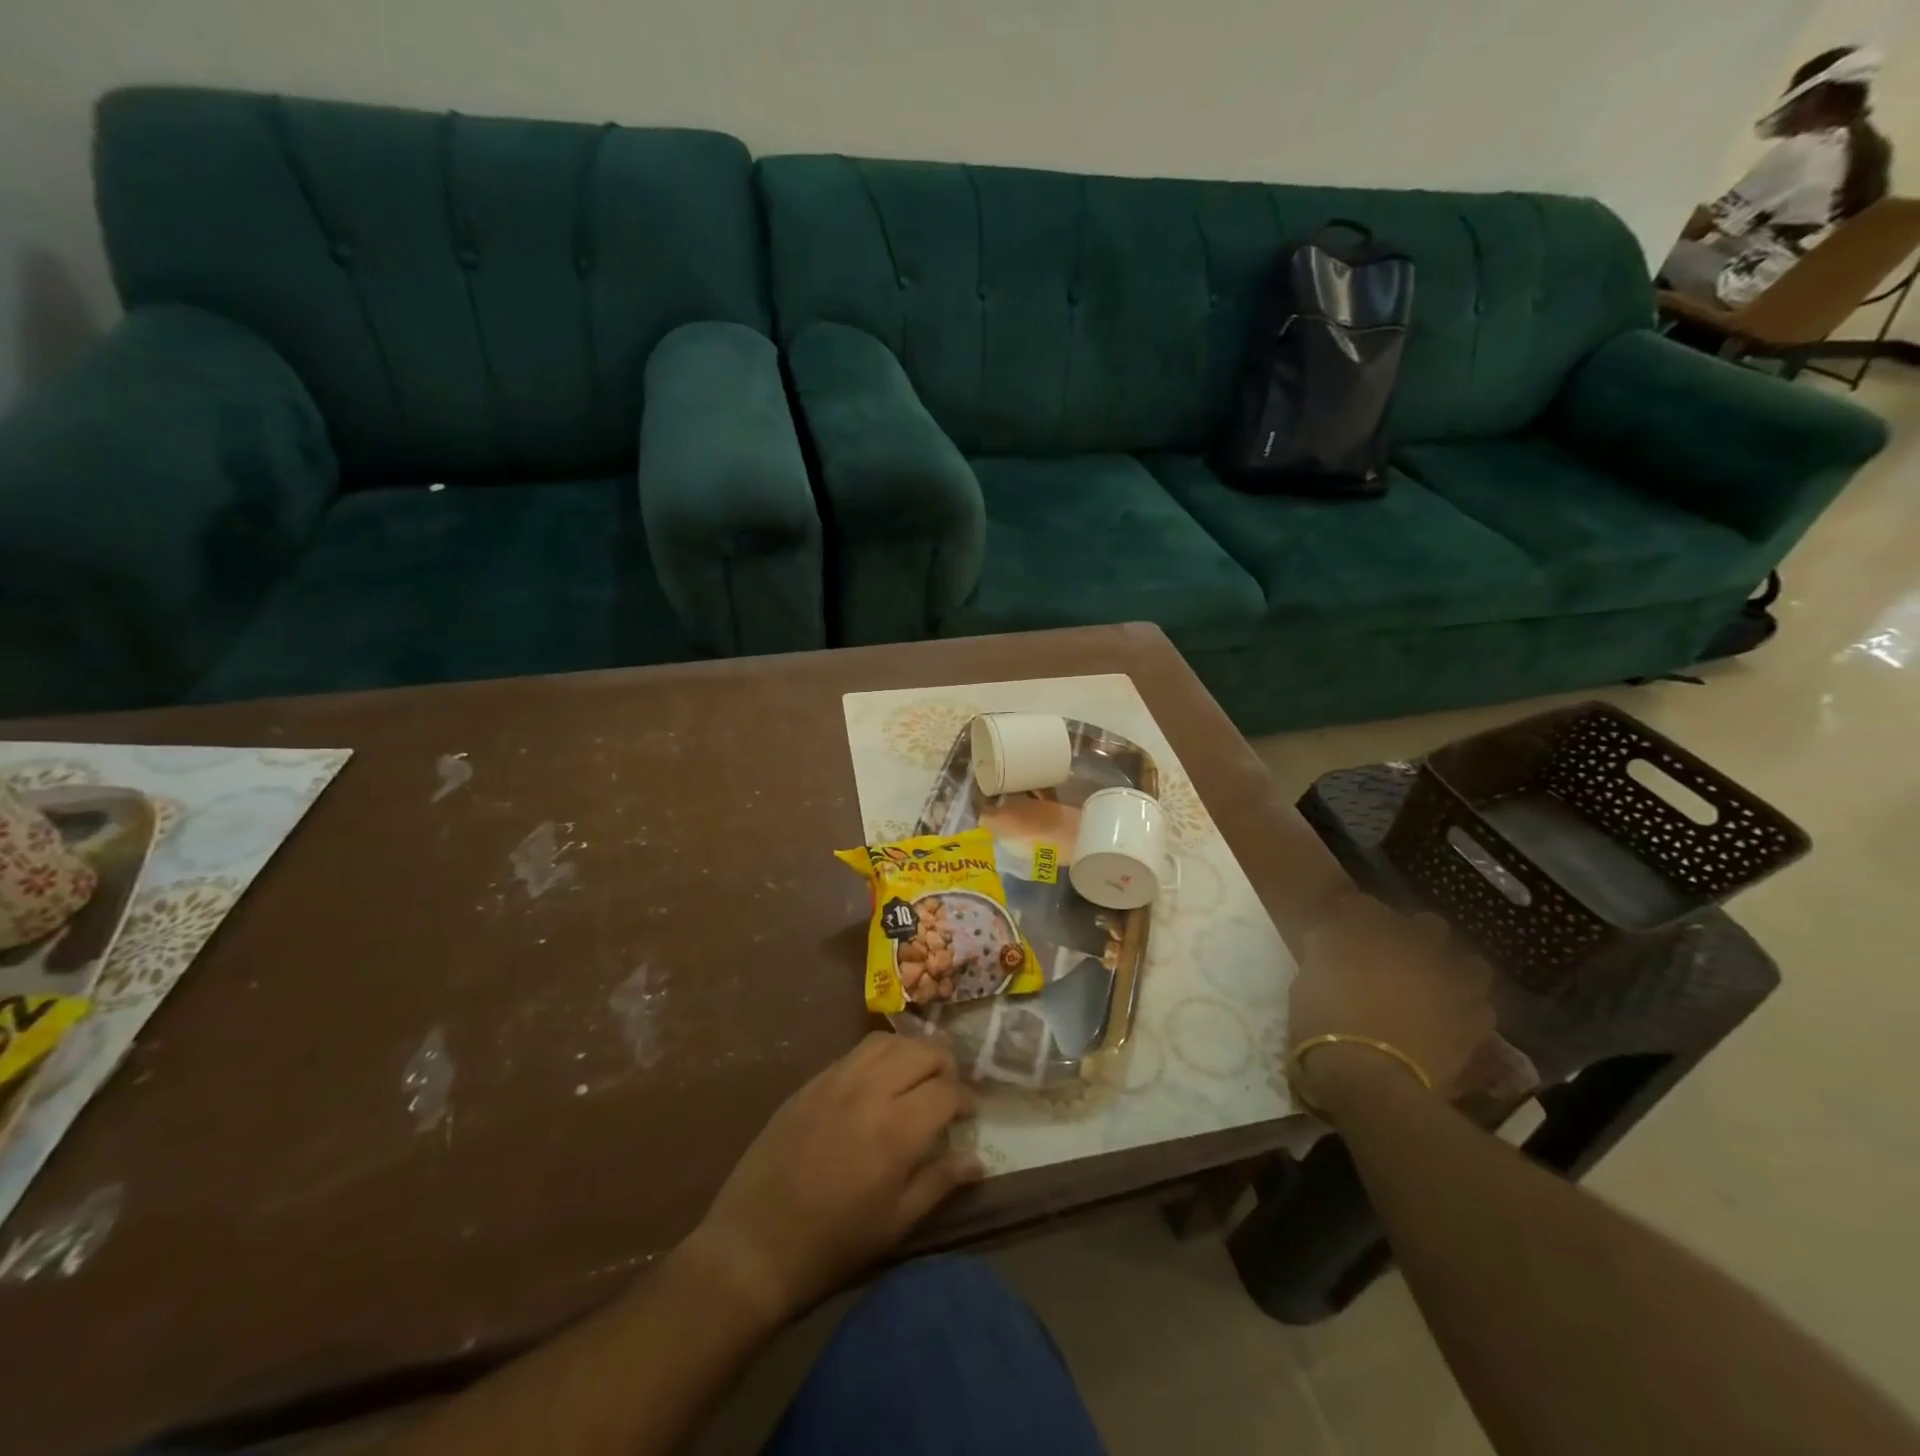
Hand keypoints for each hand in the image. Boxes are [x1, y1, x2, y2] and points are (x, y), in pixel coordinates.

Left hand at [686, 1033, 981, 1324]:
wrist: (754, 1245)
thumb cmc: (833, 1243)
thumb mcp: (896, 1223)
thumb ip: (940, 1182)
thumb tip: (978, 1159)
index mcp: (897, 1129)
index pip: (947, 1091)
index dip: (966, 1099)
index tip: (968, 1115)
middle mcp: (870, 1090)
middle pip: (922, 1051)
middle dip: (945, 1065)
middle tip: (947, 1091)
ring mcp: (836, 1080)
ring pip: (888, 1041)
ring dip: (911, 1052)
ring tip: (915, 1076)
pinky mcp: (811, 1082)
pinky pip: (855, 1052)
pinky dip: (878, 1057)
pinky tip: (877, 1081)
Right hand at [1289, 895, 1501, 1114]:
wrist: (1367, 1077)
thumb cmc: (1324, 1022)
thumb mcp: (1306, 980)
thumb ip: (1323, 950)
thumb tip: (1329, 935)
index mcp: (1372, 935)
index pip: (1366, 906)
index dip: (1356, 910)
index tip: (1345, 917)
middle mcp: (1418, 952)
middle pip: (1428, 925)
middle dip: (1414, 931)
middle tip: (1396, 949)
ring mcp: (1451, 988)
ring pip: (1469, 964)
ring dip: (1454, 968)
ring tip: (1437, 983)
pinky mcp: (1471, 1026)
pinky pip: (1480, 1009)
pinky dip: (1468, 1009)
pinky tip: (1452, 1016)